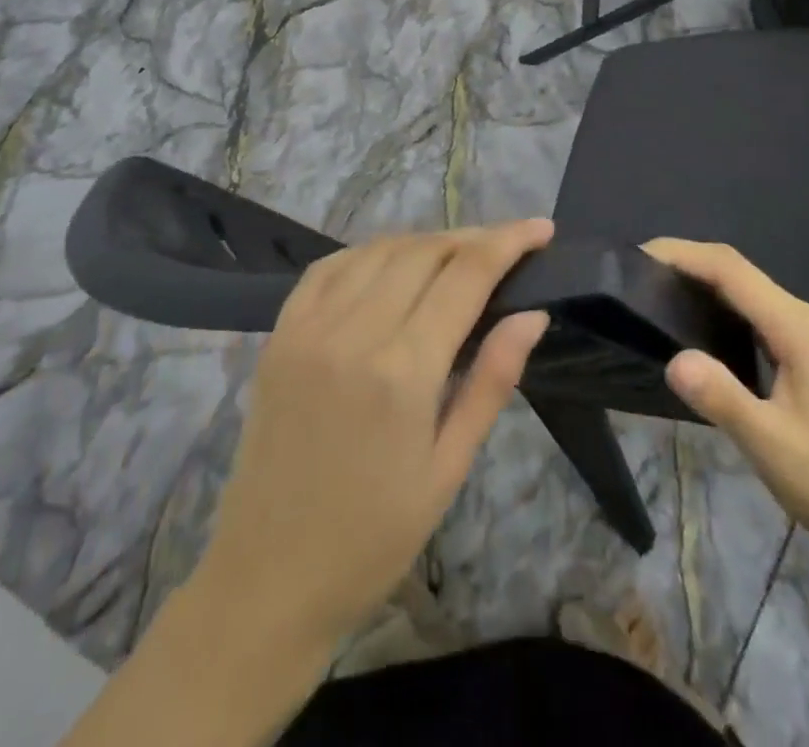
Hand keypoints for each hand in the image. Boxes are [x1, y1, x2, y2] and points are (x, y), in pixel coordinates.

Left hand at [191, 220, 554, 652]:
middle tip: (505, 249)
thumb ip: (492, 380)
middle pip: (425, 251)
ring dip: (426, 242)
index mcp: (404, 370)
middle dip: (473, 238)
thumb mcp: (448, 468)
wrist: (267, 578)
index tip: (541, 228)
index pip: (467, 274)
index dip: (509, 241)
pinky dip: (370, 252)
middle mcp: (354, 331)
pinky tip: (391, 264)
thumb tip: (533, 313)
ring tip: (456, 256)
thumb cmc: (373, 536)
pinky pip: (331, 266)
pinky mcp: (281, 333)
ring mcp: (309, 326)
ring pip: (380, 249)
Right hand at [645, 238, 808, 562]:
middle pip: (737, 271)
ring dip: (700, 282)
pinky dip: (717, 307)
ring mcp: (806, 334)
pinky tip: (692, 325)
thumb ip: (721, 397)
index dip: (683, 254)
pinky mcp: (803, 353)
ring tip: (653, 292)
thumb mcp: (770, 444)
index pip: (731, 270)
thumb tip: (673, 359)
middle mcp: (803, 317)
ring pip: (744, 291)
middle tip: (635, 275)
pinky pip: (752, 313)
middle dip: (686, 263)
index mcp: (798, 327)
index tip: (637, 256)